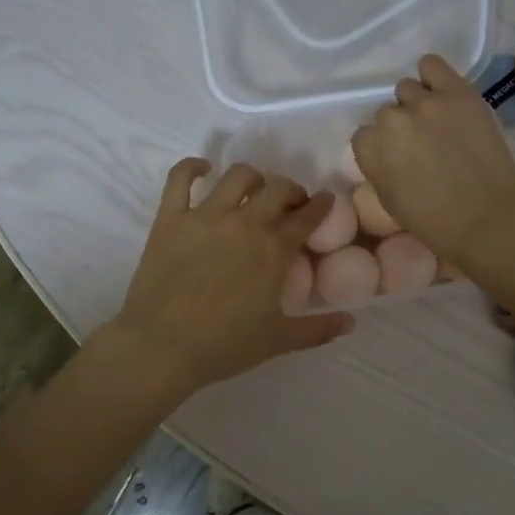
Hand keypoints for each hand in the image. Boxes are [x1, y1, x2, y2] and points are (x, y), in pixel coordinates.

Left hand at [103, 159, 353, 394]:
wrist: (162, 347)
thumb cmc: (224, 346)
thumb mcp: (278, 340)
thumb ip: (318, 329)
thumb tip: (351, 322)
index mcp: (274, 250)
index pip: (307, 217)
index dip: (321, 206)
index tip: (326, 201)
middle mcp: (245, 223)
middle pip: (277, 189)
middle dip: (292, 190)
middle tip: (291, 203)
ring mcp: (205, 216)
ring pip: (237, 175)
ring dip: (253, 177)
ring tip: (254, 188)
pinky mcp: (170, 218)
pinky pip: (180, 178)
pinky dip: (193, 167)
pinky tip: (203, 169)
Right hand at [350, 55, 514, 270]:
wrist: (487, 218)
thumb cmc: (435, 223)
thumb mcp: (389, 202)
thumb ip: (378, 168)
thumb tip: (384, 152)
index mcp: (370, 150)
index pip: (364, 135)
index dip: (382, 147)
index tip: (398, 159)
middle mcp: (391, 120)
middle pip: (387, 113)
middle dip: (401, 128)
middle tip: (422, 145)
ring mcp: (425, 103)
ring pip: (407, 89)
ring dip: (416, 104)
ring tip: (437, 121)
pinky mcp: (456, 91)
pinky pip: (431, 64)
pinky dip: (433, 76)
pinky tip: (442, 90)